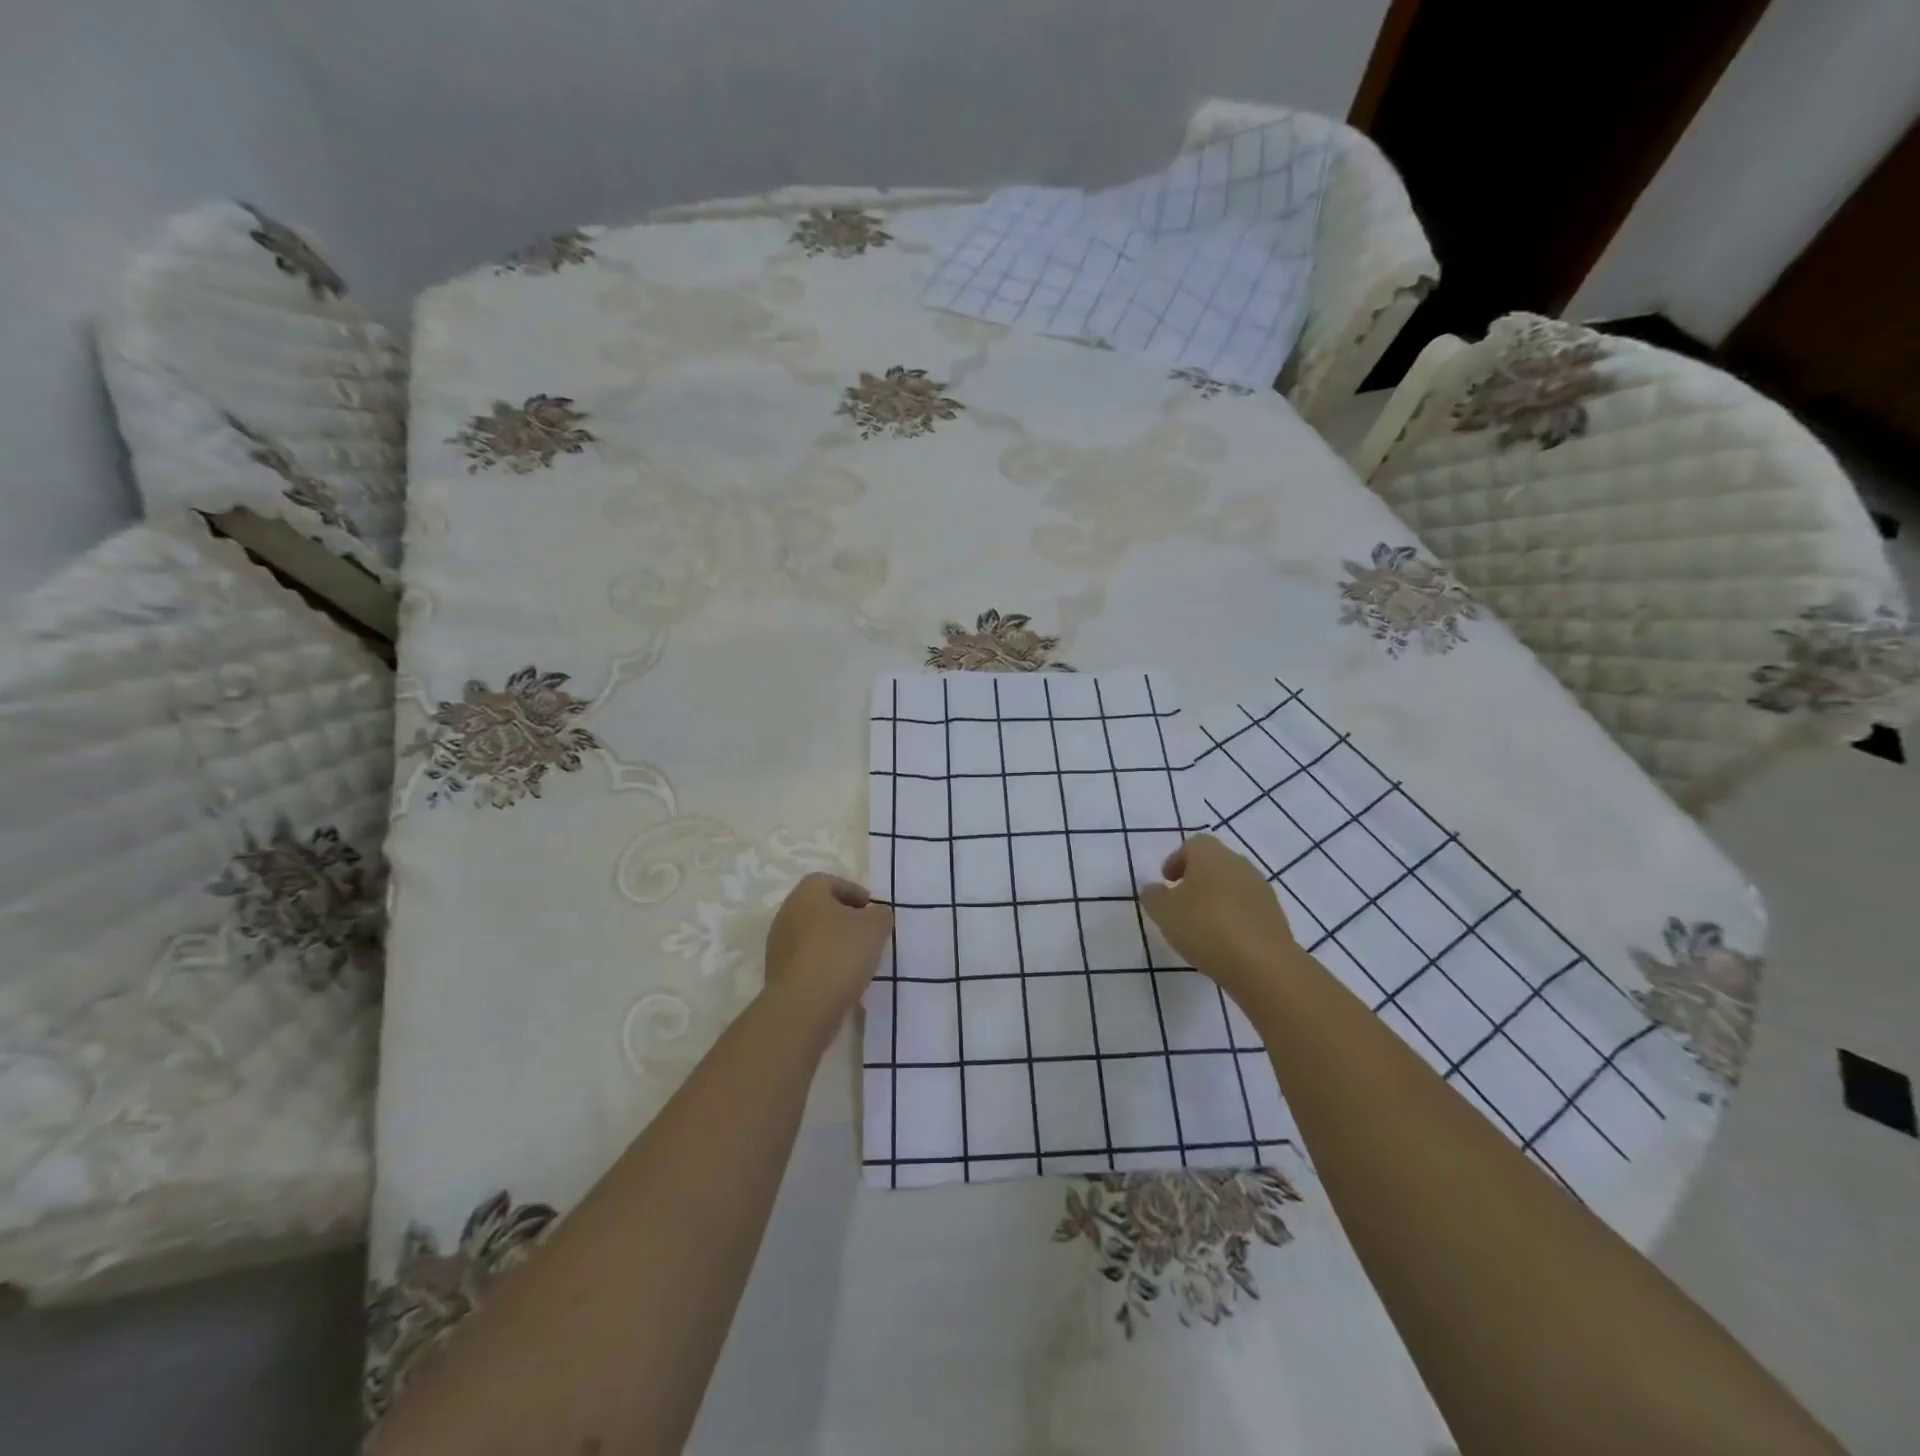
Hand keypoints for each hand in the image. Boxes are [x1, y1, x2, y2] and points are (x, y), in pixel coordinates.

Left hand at [763, 873, 892, 1016]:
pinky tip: (842, 980)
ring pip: (813, 937)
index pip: (829, 881)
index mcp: (806, 894)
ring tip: (858, 961)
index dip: (853, 892)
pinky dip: (825, 965)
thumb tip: (875, 916)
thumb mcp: (875, 927)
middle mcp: (787, 914)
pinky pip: (807, 962)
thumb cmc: (840, 954)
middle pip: (820, 909)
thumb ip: (880, 914)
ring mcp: (779, 946)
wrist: (803, 1007)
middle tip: (867, 934)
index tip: (872, 910)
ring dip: (834, 944)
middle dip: (845, 919)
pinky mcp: (779, 975)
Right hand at [1140, 835, 1297, 994]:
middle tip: (1182, 902)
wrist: (1263, 964)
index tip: (1167, 880)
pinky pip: (1248, 909)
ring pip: (1233, 886)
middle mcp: (1239, 865)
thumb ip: (1153, 896)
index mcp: (1211, 855)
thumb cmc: (1205, 926)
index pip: (1194, 844)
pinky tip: (1223, 941)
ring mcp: (1261, 890)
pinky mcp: (1276, 917)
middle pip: (1216, 863)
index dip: (1178, 859)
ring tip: (1201, 926)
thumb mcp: (1164, 912)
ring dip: (1217, 899)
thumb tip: (1154, 889)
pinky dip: (1234, 918)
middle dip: (1197, 879)